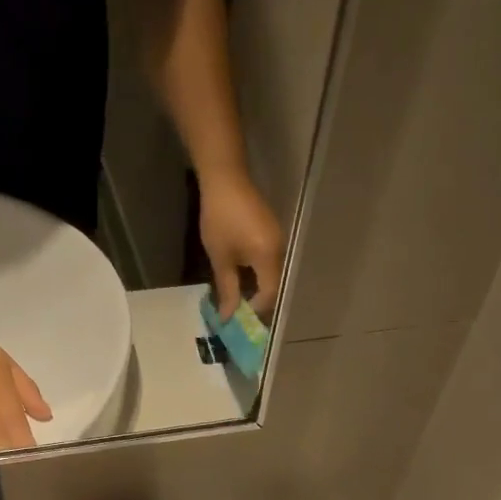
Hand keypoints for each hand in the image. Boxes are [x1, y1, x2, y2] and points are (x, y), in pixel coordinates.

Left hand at [199, 168, 284, 319]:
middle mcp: (280, 250)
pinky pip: (270, 264)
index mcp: (268, 256)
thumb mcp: (221, 257)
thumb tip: (228, 317)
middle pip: (275, 287)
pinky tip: (245, 282)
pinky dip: (259, 277)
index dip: (255, 310)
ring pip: (273, 276)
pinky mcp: (272, 236)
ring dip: (258, 291)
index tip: (238, 320)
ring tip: (241, 304)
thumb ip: (227, 289)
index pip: (269, 295)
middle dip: (258, 305)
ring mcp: (279, 242)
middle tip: (240, 318)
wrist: (225, 179)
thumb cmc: (220, 218)